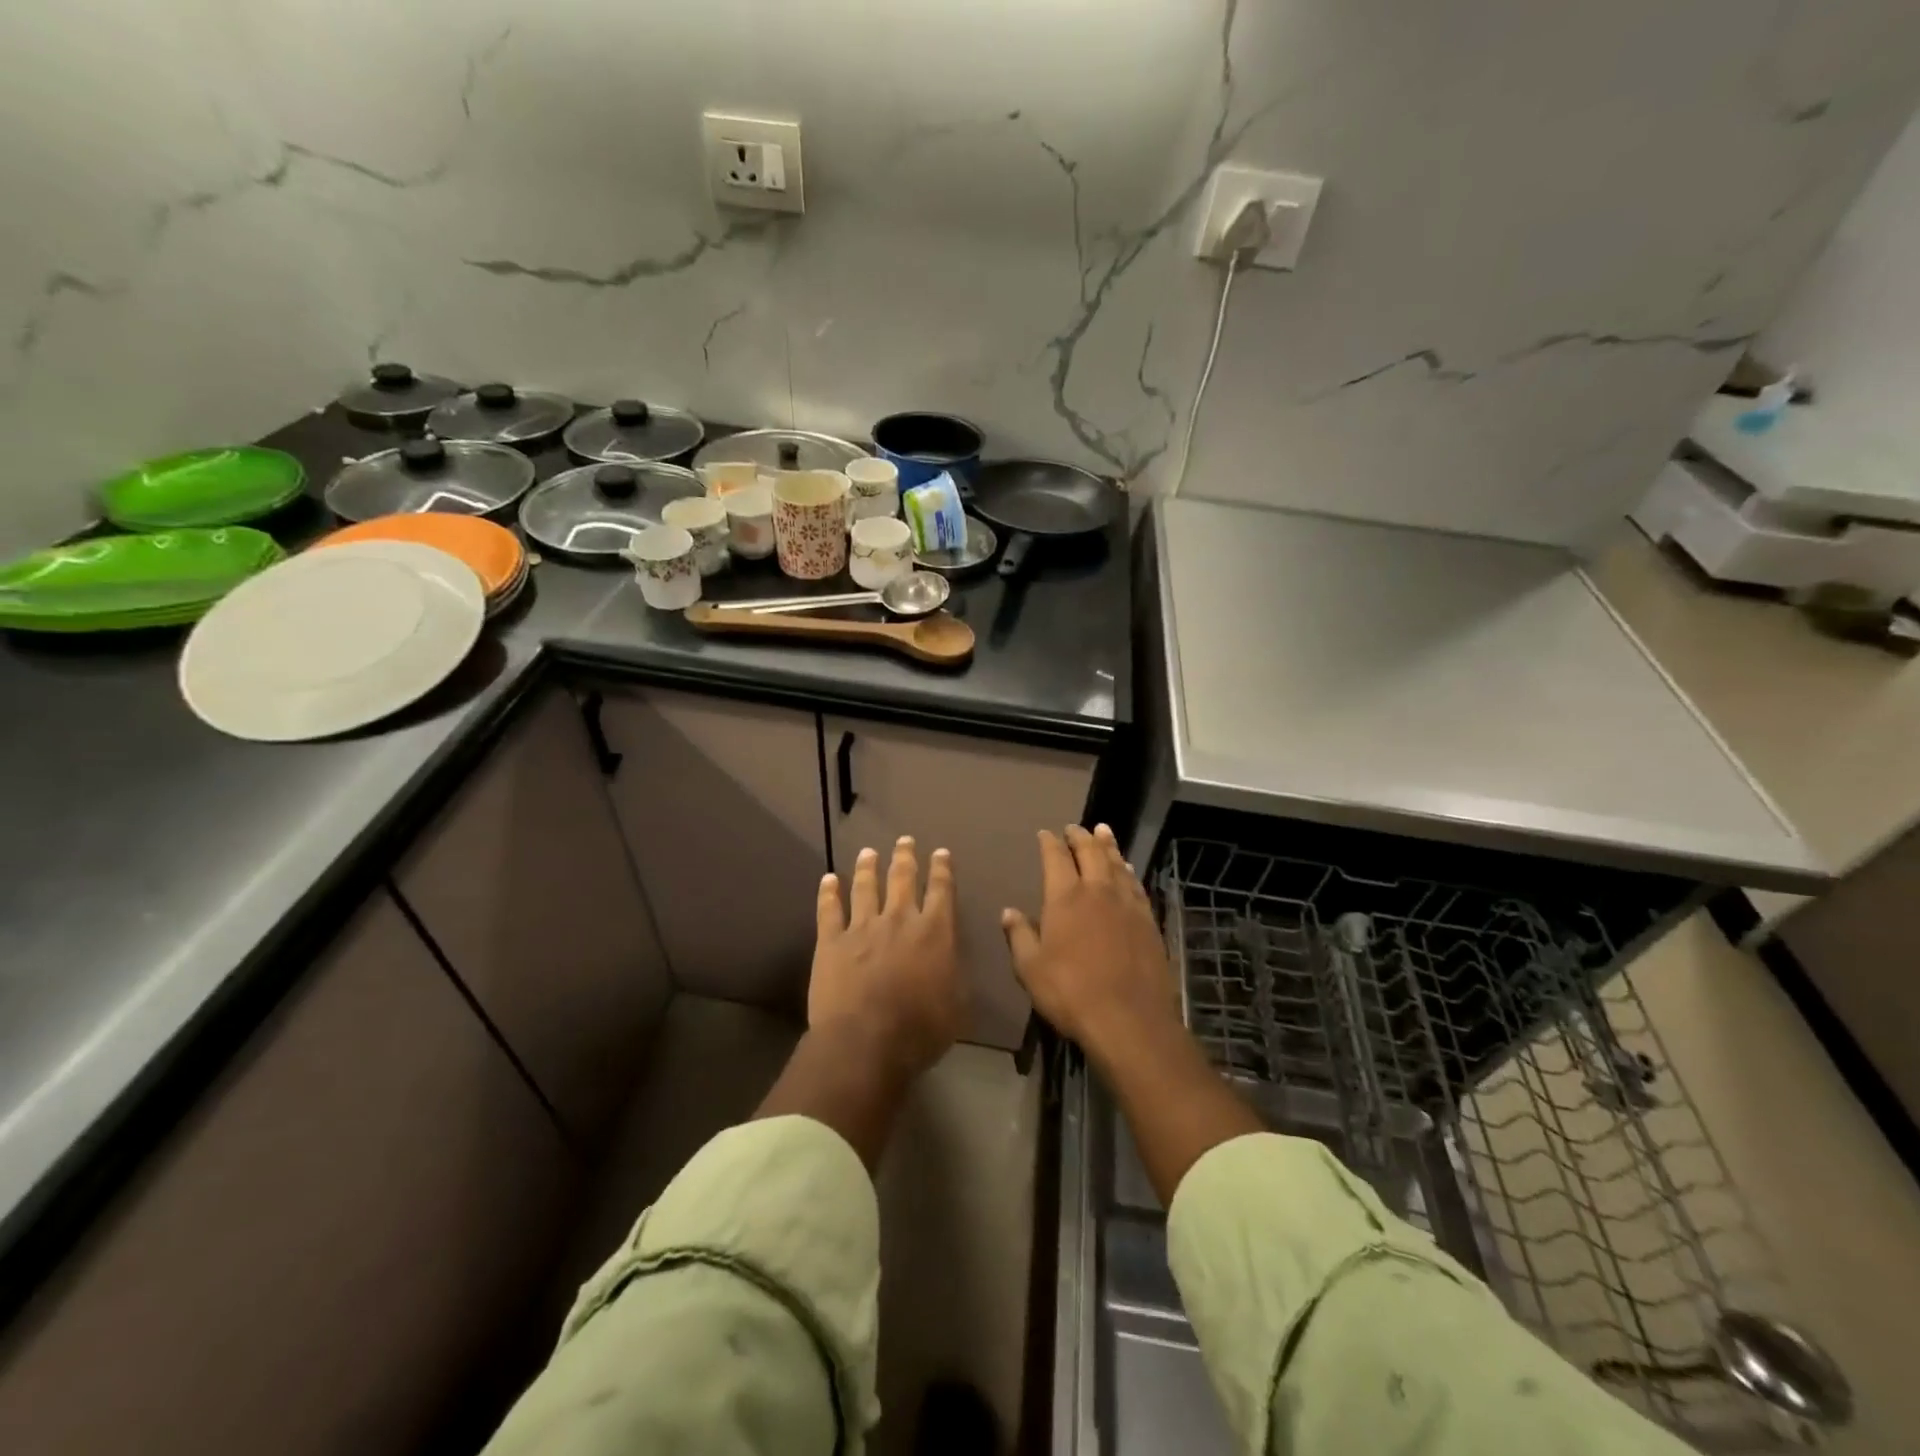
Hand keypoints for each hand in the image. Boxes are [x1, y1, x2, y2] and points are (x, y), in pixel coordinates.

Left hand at [810, 837, 966, 1080]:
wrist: (866, 1041)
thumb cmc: (920, 1029)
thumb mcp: (958, 1006)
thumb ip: (955, 975)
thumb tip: (952, 960)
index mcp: (935, 932)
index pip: (942, 891)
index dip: (942, 870)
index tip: (941, 853)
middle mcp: (899, 919)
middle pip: (902, 879)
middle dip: (905, 857)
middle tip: (905, 840)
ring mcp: (862, 927)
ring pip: (866, 887)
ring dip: (868, 867)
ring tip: (869, 851)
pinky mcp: (831, 941)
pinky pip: (829, 910)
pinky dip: (828, 892)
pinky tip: (828, 879)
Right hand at [1002, 824, 1179, 1058]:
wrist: (1129, 1019)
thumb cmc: (1070, 993)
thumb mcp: (1031, 969)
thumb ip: (1019, 936)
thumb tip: (1009, 911)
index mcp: (1065, 898)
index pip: (1056, 858)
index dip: (1049, 843)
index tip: (1045, 833)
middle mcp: (1098, 891)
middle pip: (1090, 852)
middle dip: (1080, 836)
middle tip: (1075, 827)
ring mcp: (1127, 904)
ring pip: (1116, 864)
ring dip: (1108, 845)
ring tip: (1103, 832)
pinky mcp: (1147, 921)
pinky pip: (1136, 885)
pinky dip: (1128, 871)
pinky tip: (1128, 870)